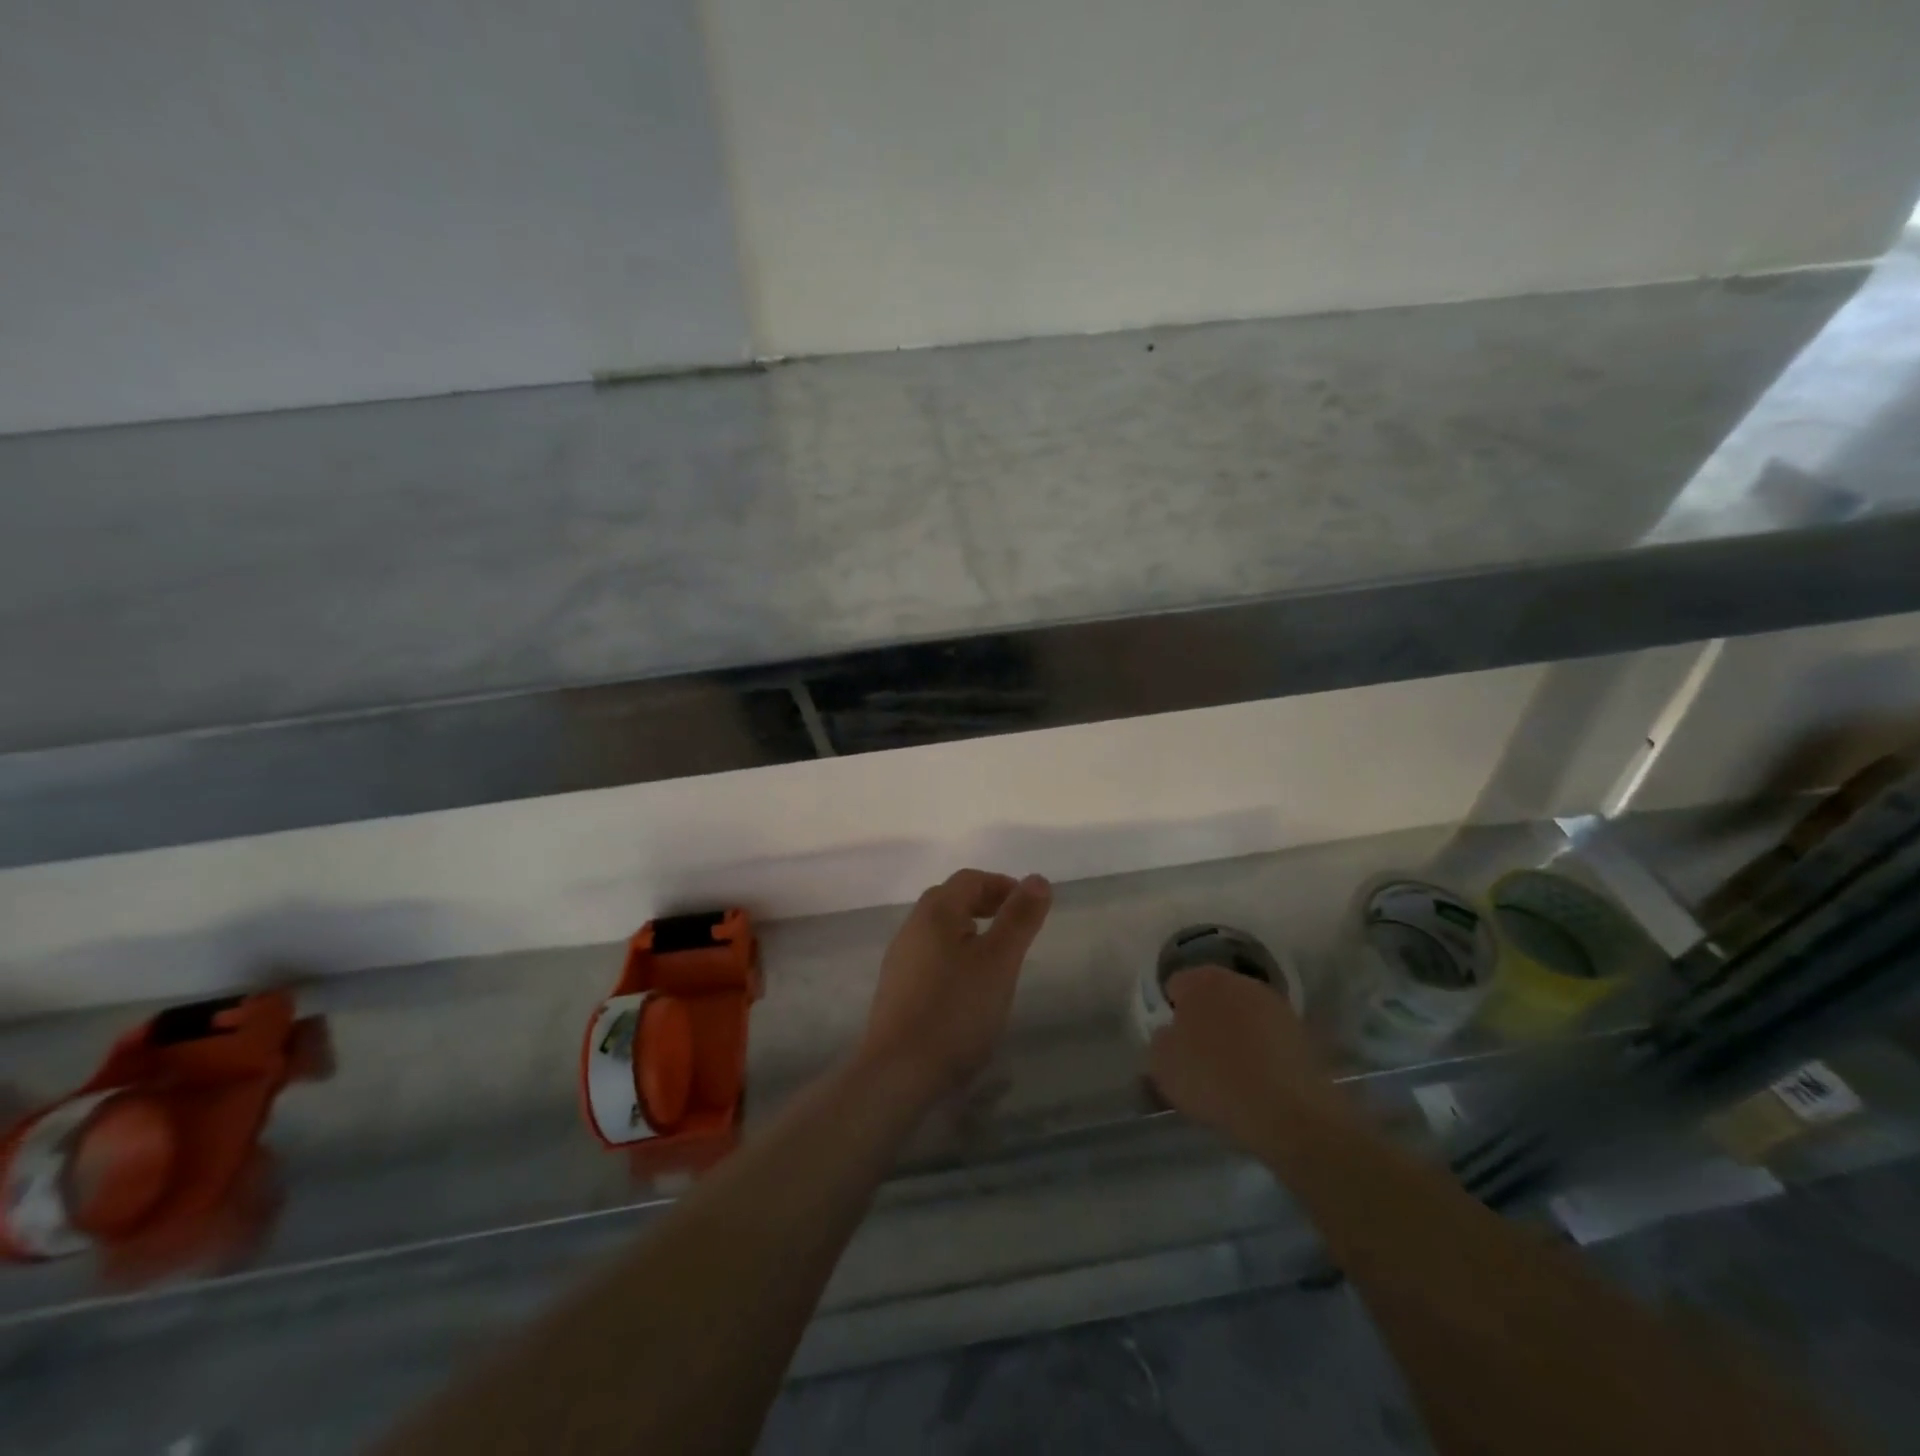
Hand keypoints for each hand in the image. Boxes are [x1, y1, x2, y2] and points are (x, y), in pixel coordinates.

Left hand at [858, 869, 1052, 1106]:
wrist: (898, 1072)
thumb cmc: (955, 1010)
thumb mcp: (999, 961)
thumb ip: (1019, 918)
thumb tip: (1037, 879)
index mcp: (935, 912)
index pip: (970, 879)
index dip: (1003, 885)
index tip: (1031, 907)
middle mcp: (912, 927)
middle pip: (951, 899)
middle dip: (987, 904)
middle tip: (1017, 928)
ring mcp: (900, 959)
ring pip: (940, 929)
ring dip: (971, 931)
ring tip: (998, 958)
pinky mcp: (897, 989)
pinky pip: (931, 956)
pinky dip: (956, 955)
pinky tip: (969, 987)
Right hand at [1148, 965, 1341, 1154]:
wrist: (1285, 1110)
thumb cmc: (1213, 1080)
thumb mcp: (1162, 1064)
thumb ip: (1160, 1039)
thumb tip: (1171, 1033)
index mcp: (1200, 980)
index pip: (1175, 985)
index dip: (1171, 1012)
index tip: (1174, 1040)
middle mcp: (1237, 979)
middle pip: (1212, 994)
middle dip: (1205, 1016)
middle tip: (1200, 1052)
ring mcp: (1273, 1002)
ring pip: (1243, 1012)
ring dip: (1236, 1029)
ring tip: (1232, 1067)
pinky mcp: (1300, 1028)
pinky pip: (1268, 1033)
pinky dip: (1262, 1046)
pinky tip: (1259, 1075)